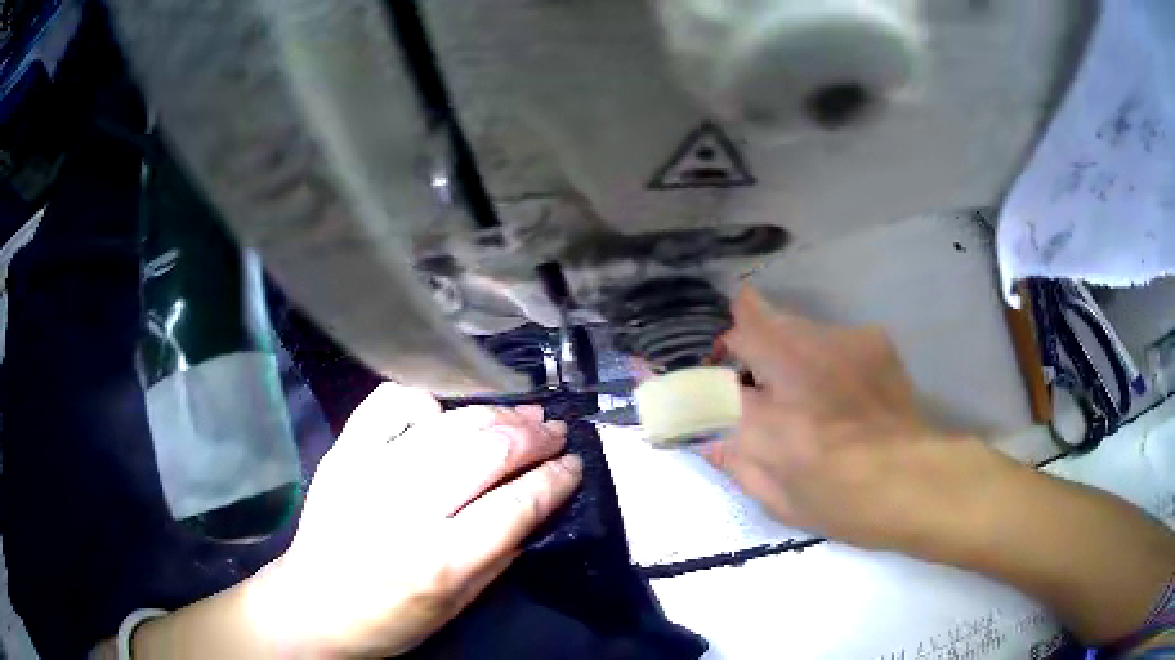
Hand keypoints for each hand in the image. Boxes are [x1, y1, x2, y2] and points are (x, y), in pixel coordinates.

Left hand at [253, 384, 581, 657]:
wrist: (314, 605)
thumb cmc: (391, 618)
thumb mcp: (459, 606)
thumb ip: (500, 554)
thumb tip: (535, 504)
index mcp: (441, 561)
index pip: (516, 505)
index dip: (555, 479)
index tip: (574, 465)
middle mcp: (407, 509)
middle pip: (486, 452)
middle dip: (533, 437)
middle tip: (555, 431)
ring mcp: (369, 472)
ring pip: (447, 424)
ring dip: (495, 414)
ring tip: (521, 413)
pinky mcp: (343, 452)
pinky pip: (389, 404)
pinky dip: (427, 398)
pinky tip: (448, 408)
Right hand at [704, 287, 990, 549]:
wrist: (919, 481)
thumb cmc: (846, 504)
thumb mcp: (778, 500)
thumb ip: (731, 459)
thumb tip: (697, 431)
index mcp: (771, 422)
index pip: (700, 384)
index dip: (678, 379)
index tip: (662, 376)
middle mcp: (799, 367)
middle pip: (746, 319)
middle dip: (735, 342)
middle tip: (747, 379)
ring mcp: (839, 343)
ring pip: (786, 319)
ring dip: (777, 345)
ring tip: (799, 386)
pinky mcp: (868, 337)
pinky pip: (824, 332)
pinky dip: (816, 353)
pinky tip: (837, 386)